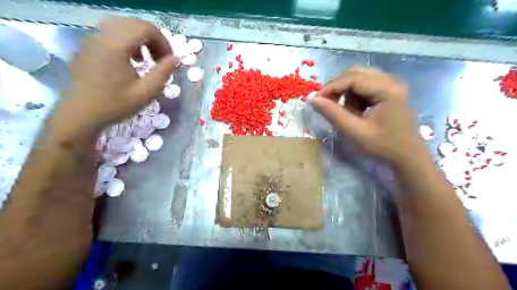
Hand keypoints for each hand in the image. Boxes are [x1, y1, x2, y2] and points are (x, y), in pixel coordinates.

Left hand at [57, 17, 177, 131]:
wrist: (80, 113)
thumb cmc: (115, 104)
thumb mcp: (146, 92)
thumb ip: (163, 73)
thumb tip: (176, 59)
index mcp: (117, 46)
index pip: (146, 28)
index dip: (163, 41)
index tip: (169, 59)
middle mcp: (103, 36)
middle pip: (134, 24)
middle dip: (153, 39)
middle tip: (160, 60)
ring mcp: (93, 40)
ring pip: (123, 27)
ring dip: (140, 40)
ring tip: (146, 60)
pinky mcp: (88, 46)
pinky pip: (111, 34)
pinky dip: (127, 42)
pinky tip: (130, 60)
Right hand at [309, 66, 421, 163]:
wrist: (407, 156)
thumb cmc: (383, 146)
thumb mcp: (355, 131)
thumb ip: (333, 114)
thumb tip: (312, 100)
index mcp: (388, 89)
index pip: (353, 78)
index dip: (331, 87)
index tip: (316, 99)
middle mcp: (391, 81)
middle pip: (356, 73)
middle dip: (338, 88)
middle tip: (327, 104)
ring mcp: (391, 84)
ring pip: (359, 78)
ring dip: (346, 93)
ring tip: (345, 112)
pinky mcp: (389, 90)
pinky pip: (365, 85)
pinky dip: (355, 96)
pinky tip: (356, 111)